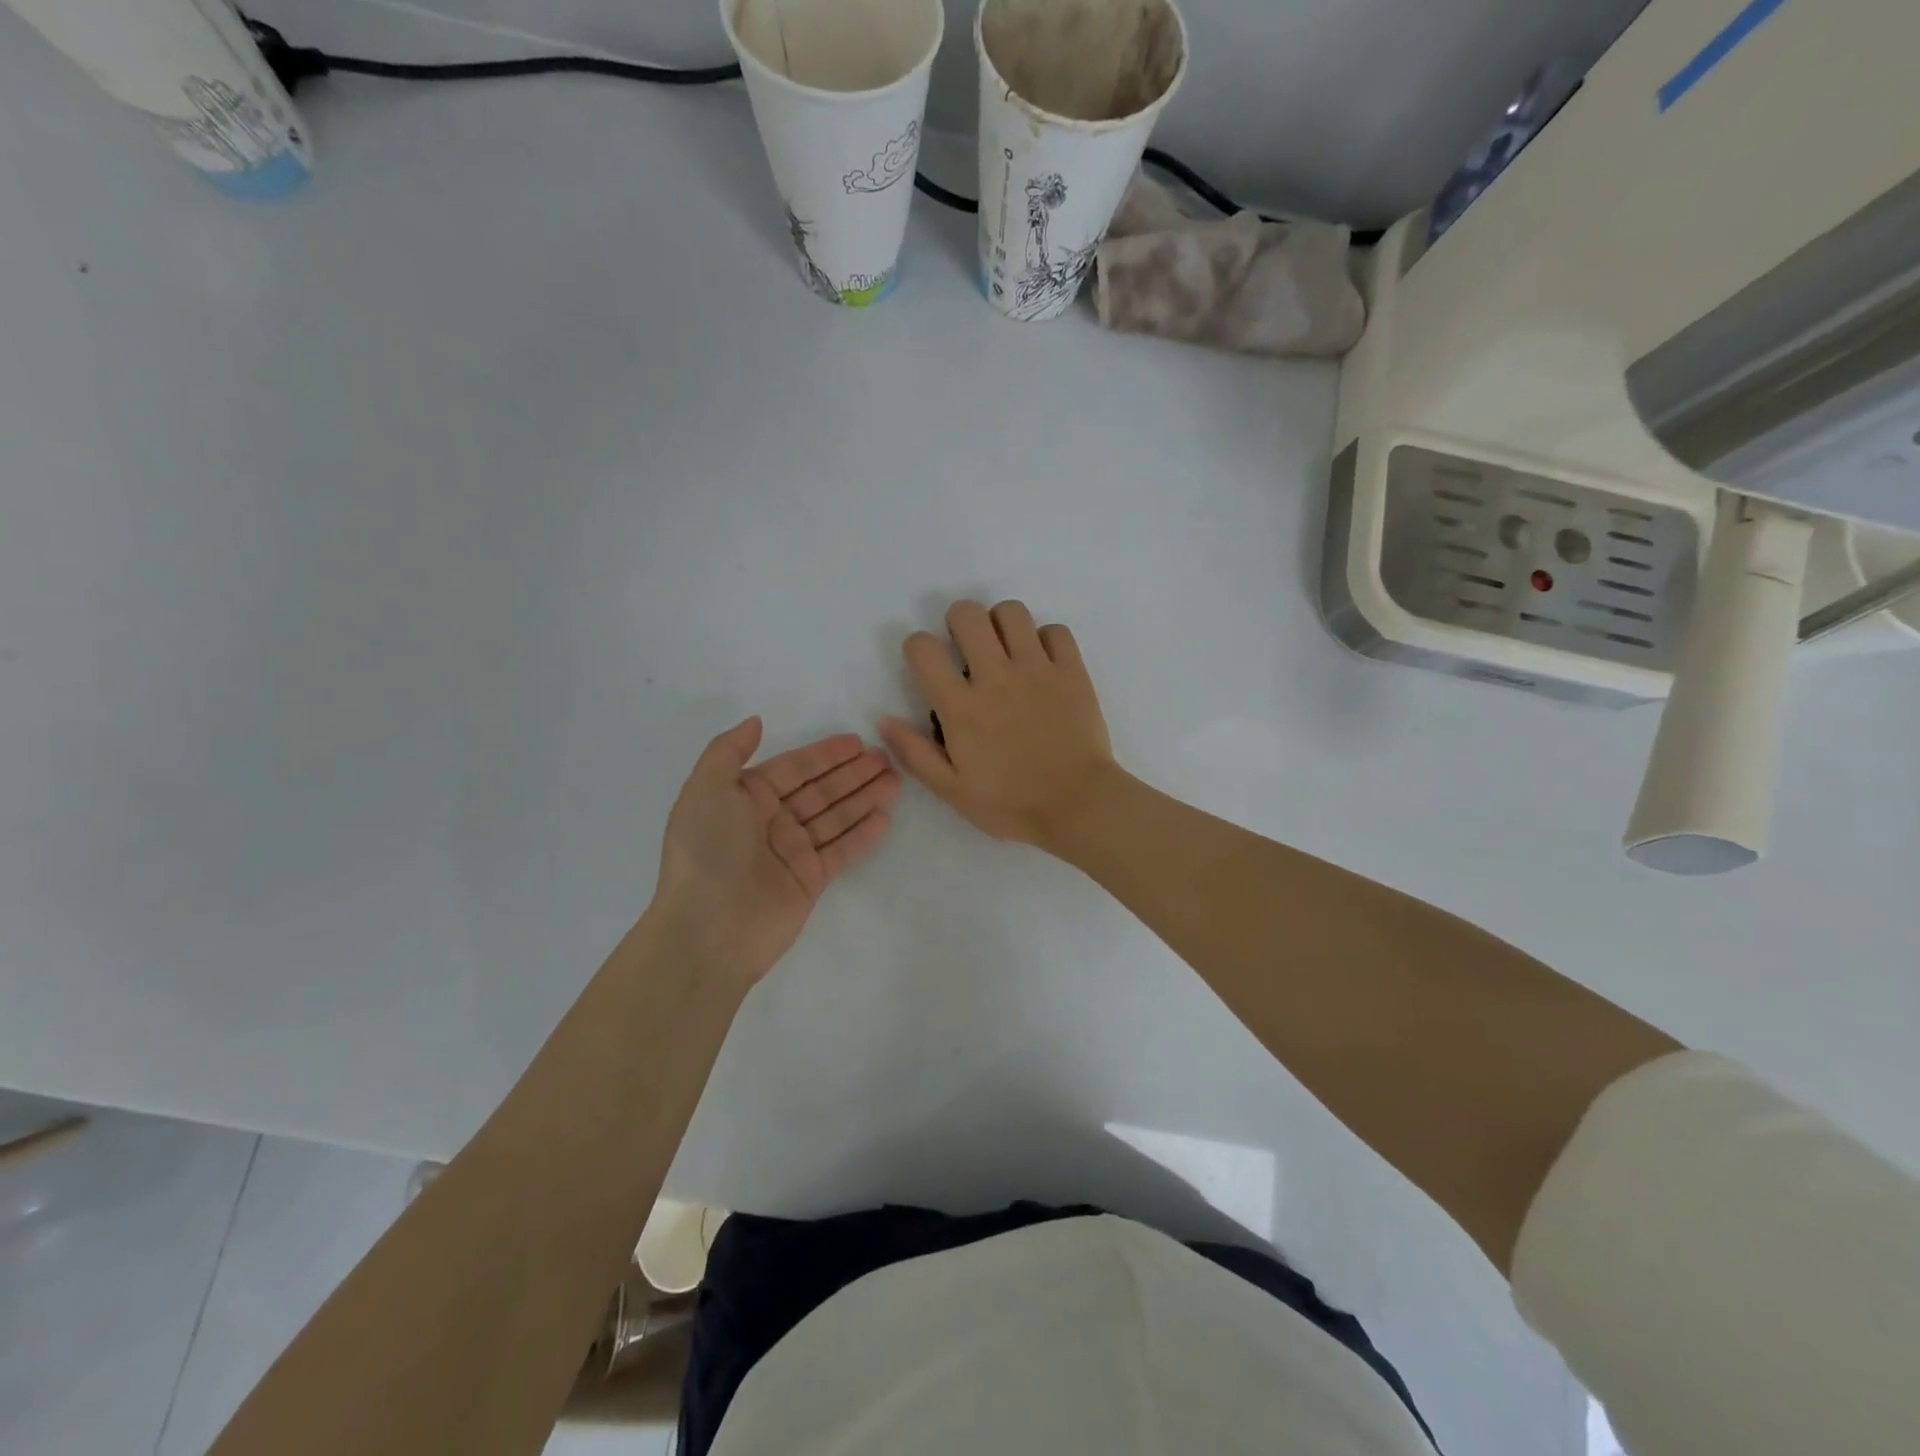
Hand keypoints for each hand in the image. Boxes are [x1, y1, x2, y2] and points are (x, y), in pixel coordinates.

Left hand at [649, 717, 898, 987]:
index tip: (857, 741)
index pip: (794, 768)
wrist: (709, 929)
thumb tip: (756, 722)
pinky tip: (885, 818)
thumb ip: (728, 751)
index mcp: (745, 798)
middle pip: (820, 790)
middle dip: (852, 774)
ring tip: (894, 782)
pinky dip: (863, 834)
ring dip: (864, 798)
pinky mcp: (810, 880)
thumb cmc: (707, 852)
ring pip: (835, 817)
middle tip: (886, 760)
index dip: (825, 754)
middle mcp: (770, 822)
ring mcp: (792, 852)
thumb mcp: (705, 790)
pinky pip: (842, 850)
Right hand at [879, 600, 1116, 850]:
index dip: (917, 647)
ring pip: (1011, 612)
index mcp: (961, 707)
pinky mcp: (1072, 671)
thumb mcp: (952, 791)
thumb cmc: (1012, 804)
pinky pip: (1055, 631)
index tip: (926, 663)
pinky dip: (1045, 638)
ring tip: (1005, 649)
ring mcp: (1037, 669)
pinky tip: (1042, 662)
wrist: (1079, 806)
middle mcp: (996, 677)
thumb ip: (915, 753)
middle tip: (966, 647)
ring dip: (1000, 623)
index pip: (923, 648)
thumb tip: (884, 719)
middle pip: (967, 614)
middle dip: (958, 621)